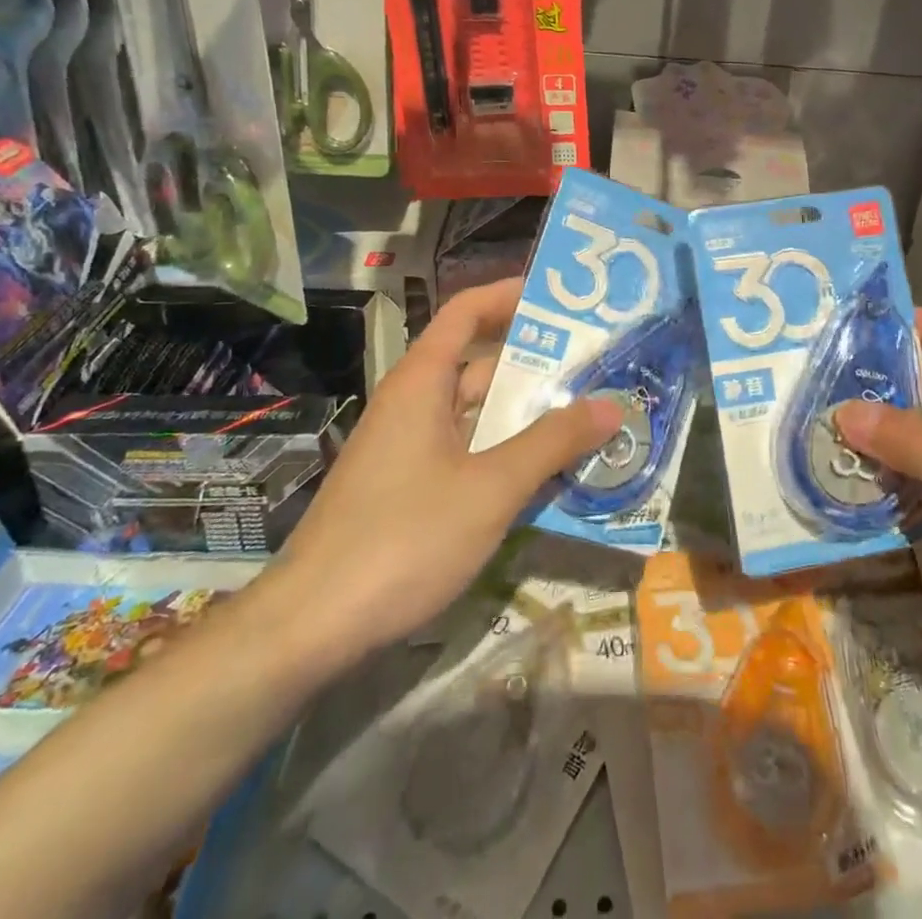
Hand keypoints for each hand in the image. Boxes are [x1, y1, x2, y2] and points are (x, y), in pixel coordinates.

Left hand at [276, 279, 624, 663]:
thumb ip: (552, 443)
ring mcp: (405, 448)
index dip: (510, 295)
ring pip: (473, 413)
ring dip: (523, 414)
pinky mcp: (404, 487)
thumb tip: (611, 405)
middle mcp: (411, 404)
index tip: (560, 299)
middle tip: (595, 366)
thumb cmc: (404, 538)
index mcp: (422, 382)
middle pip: (477, 363)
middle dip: (535, 363)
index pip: (466, 312)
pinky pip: (463, 450)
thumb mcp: (491, 488)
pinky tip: (542, 475)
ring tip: (584, 417)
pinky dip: (502, 451)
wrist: (310, 626)